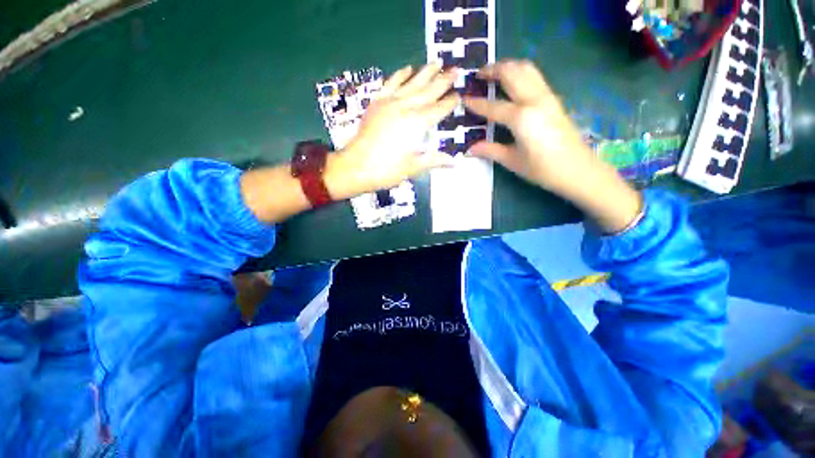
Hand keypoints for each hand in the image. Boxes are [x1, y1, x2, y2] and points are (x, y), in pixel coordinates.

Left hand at [325, 63, 459, 199]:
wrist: (356, 166)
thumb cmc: (387, 170)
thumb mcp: (413, 168)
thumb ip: (434, 160)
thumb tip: (455, 161)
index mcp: (417, 124)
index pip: (439, 110)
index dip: (450, 102)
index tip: (459, 94)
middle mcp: (406, 108)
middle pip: (428, 91)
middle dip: (443, 81)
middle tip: (456, 69)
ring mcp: (390, 103)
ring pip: (412, 82)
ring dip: (426, 72)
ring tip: (437, 62)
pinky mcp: (377, 103)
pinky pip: (391, 83)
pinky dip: (400, 74)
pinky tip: (408, 68)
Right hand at [463, 59, 595, 193]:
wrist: (578, 170)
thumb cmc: (542, 169)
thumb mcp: (512, 161)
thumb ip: (490, 150)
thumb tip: (470, 149)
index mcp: (521, 118)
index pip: (493, 106)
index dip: (476, 103)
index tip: (463, 99)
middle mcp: (534, 100)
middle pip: (512, 73)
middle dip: (493, 70)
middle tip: (478, 75)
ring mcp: (547, 97)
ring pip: (526, 69)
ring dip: (508, 67)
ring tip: (494, 74)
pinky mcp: (554, 99)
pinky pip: (535, 77)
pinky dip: (520, 73)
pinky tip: (513, 84)